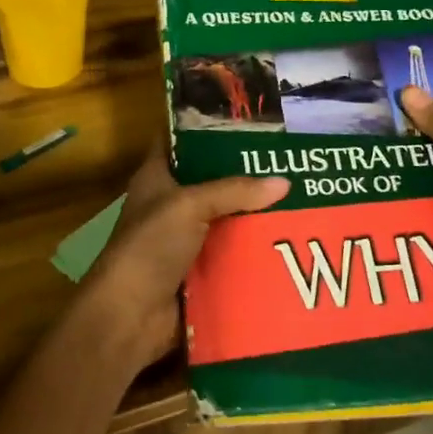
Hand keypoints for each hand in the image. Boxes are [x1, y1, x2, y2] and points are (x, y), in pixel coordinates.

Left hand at [72, 146, 288, 372]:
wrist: (130, 316)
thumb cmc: (149, 247)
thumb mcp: (189, 206)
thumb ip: (235, 191)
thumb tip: (284, 182)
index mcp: (156, 177)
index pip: (181, 140)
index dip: (208, 126)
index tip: (250, 117)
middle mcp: (170, 204)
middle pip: (212, 180)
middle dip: (247, 173)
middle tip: (290, 158)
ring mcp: (185, 239)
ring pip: (227, 218)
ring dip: (256, 213)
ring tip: (302, 194)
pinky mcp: (200, 270)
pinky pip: (233, 253)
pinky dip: (255, 249)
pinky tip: (291, 238)